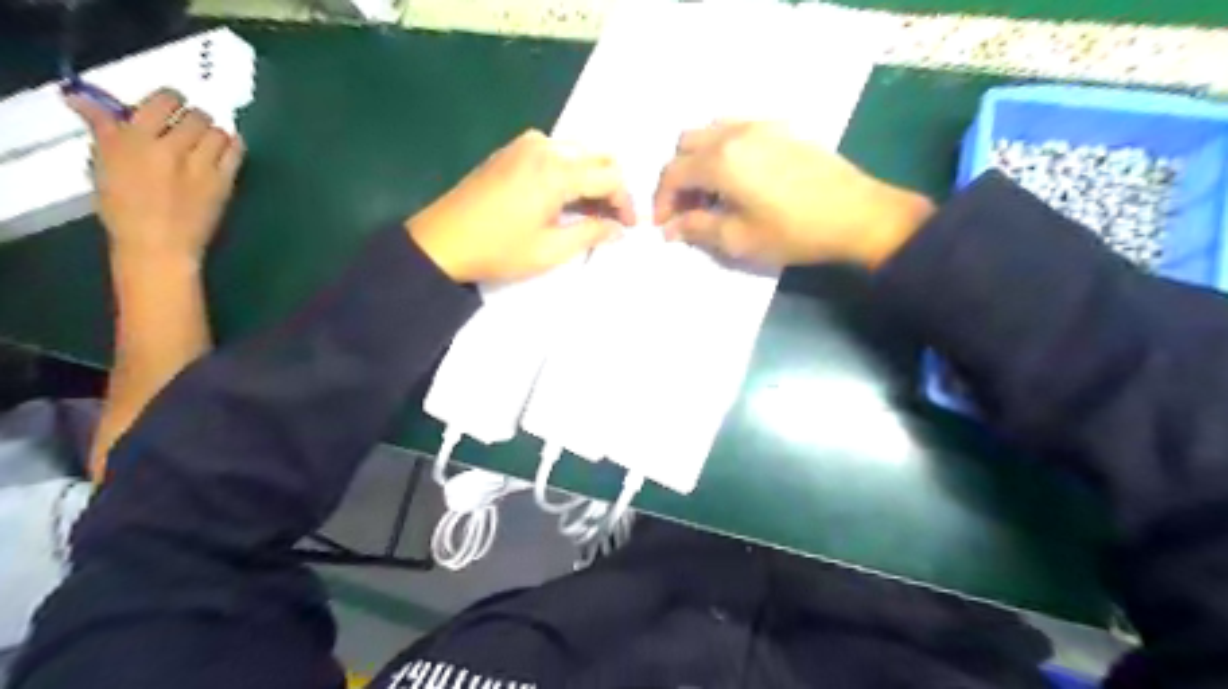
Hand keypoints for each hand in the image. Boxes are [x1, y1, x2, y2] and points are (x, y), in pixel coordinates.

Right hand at [69, 87, 247, 269]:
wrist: (159, 244)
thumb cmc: (124, 208)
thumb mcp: (103, 164)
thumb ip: (103, 130)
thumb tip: (86, 100)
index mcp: (133, 140)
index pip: (161, 102)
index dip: (170, 99)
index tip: (171, 106)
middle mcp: (170, 148)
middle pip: (196, 117)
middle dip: (194, 117)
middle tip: (190, 126)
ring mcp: (201, 166)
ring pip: (218, 132)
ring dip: (214, 132)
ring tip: (207, 141)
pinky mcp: (224, 182)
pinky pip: (236, 153)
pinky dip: (234, 145)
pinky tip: (229, 147)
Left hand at [407, 129, 633, 281]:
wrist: (442, 241)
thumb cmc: (499, 249)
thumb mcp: (551, 250)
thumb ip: (591, 233)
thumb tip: (618, 229)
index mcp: (557, 169)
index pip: (611, 175)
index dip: (626, 201)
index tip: (628, 227)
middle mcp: (545, 146)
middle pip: (598, 155)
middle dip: (613, 186)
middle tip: (613, 219)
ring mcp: (525, 144)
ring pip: (578, 151)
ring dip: (592, 176)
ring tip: (591, 211)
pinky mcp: (512, 149)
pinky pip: (555, 151)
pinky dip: (570, 170)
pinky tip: (566, 197)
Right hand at [652, 122, 932, 265]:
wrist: (857, 215)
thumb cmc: (793, 232)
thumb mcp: (739, 240)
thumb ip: (697, 229)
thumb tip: (670, 228)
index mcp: (721, 160)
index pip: (673, 172)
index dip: (661, 200)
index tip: (663, 225)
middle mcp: (735, 133)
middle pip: (686, 144)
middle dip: (677, 178)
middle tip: (686, 209)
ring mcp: (761, 125)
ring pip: (711, 131)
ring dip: (699, 160)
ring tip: (711, 194)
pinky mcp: (782, 128)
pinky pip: (737, 128)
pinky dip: (723, 150)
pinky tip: (738, 178)